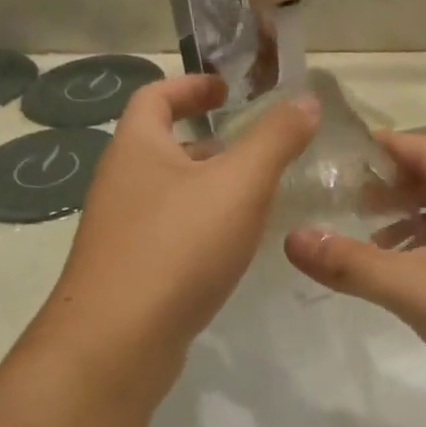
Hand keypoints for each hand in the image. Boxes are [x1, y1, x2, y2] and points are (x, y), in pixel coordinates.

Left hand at [31, 75, 318, 386]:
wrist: (119, 340)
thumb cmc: (178, 247)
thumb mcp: (239, 185)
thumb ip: (275, 140)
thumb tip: (306, 100)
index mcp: (136, 148)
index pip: (156, 96)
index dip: (191, 86)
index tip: (227, 89)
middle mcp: (119, 184)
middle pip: (162, 148)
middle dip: (208, 144)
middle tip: (254, 151)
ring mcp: (119, 232)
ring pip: (167, 197)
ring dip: (206, 191)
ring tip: (254, 201)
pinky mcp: (129, 274)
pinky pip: (168, 237)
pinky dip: (199, 231)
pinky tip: (229, 252)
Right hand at [283, 133, 425, 426]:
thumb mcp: (419, 288)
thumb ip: (353, 264)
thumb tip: (291, 238)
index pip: (423, 149)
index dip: (379, 149)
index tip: (335, 156)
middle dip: (389, 192)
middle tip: (340, 204)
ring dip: (410, 228)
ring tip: (366, 245)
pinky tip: (411, 284)